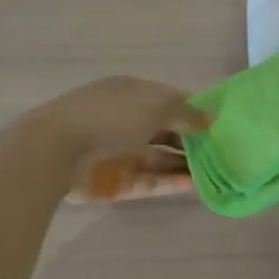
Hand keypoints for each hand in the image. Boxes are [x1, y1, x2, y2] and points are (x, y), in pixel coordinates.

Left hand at [23, 77, 206, 198]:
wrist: (56, 152)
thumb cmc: (110, 117)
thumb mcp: (156, 106)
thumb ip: (186, 113)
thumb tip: (210, 118)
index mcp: (130, 93)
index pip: (168, 99)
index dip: (193, 110)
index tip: (219, 123)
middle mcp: (124, 119)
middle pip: (163, 130)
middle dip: (190, 140)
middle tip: (223, 152)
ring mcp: (117, 152)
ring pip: (157, 158)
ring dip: (183, 164)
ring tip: (215, 172)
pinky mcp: (112, 181)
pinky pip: (147, 180)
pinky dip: (169, 181)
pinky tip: (194, 186)